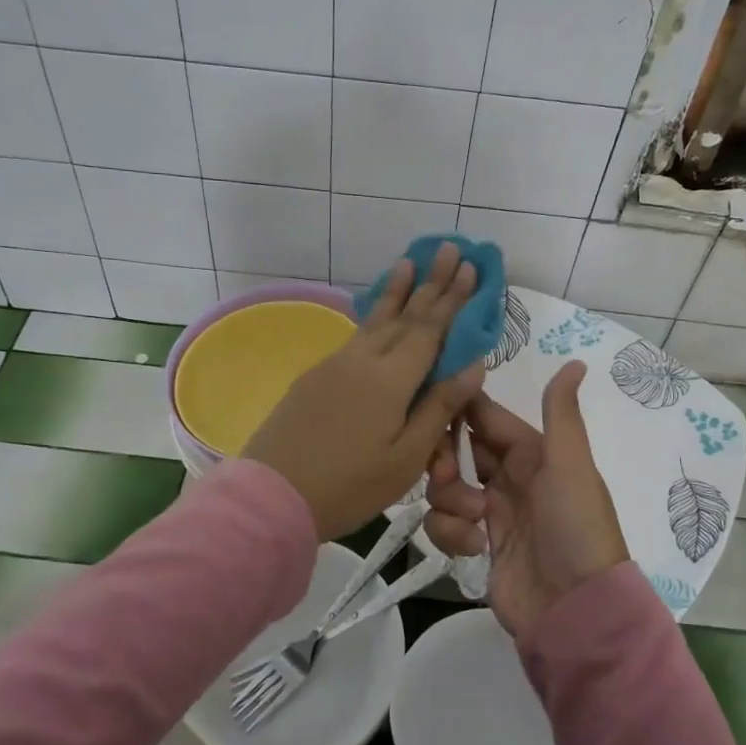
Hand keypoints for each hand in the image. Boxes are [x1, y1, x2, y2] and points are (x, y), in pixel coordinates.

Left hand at [242, 244, 484, 540]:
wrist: (272, 495)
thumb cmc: (348, 486)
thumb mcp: (405, 458)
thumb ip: (439, 407)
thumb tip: (473, 363)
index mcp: (391, 379)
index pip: (430, 329)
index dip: (452, 299)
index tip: (470, 267)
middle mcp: (363, 360)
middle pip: (404, 316)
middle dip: (430, 282)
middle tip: (450, 249)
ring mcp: (335, 365)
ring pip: (375, 320)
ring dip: (396, 291)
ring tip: (408, 262)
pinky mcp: (316, 376)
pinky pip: (356, 335)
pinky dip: (374, 316)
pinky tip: (377, 314)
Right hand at [424, 362, 628, 637]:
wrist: (574, 610)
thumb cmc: (575, 527)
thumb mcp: (570, 465)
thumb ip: (561, 412)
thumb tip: (575, 361)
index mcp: (529, 451)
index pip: (482, 415)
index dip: (456, 409)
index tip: (427, 407)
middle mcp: (507, 476)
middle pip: (455, 449)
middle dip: (444, 461)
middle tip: (447, 478)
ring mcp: (489, 511)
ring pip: (443, 487)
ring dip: (450, 502)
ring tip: (476, 523)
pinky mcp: (474, 543)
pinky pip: (443, 524)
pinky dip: (452, 533)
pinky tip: (475, 548)